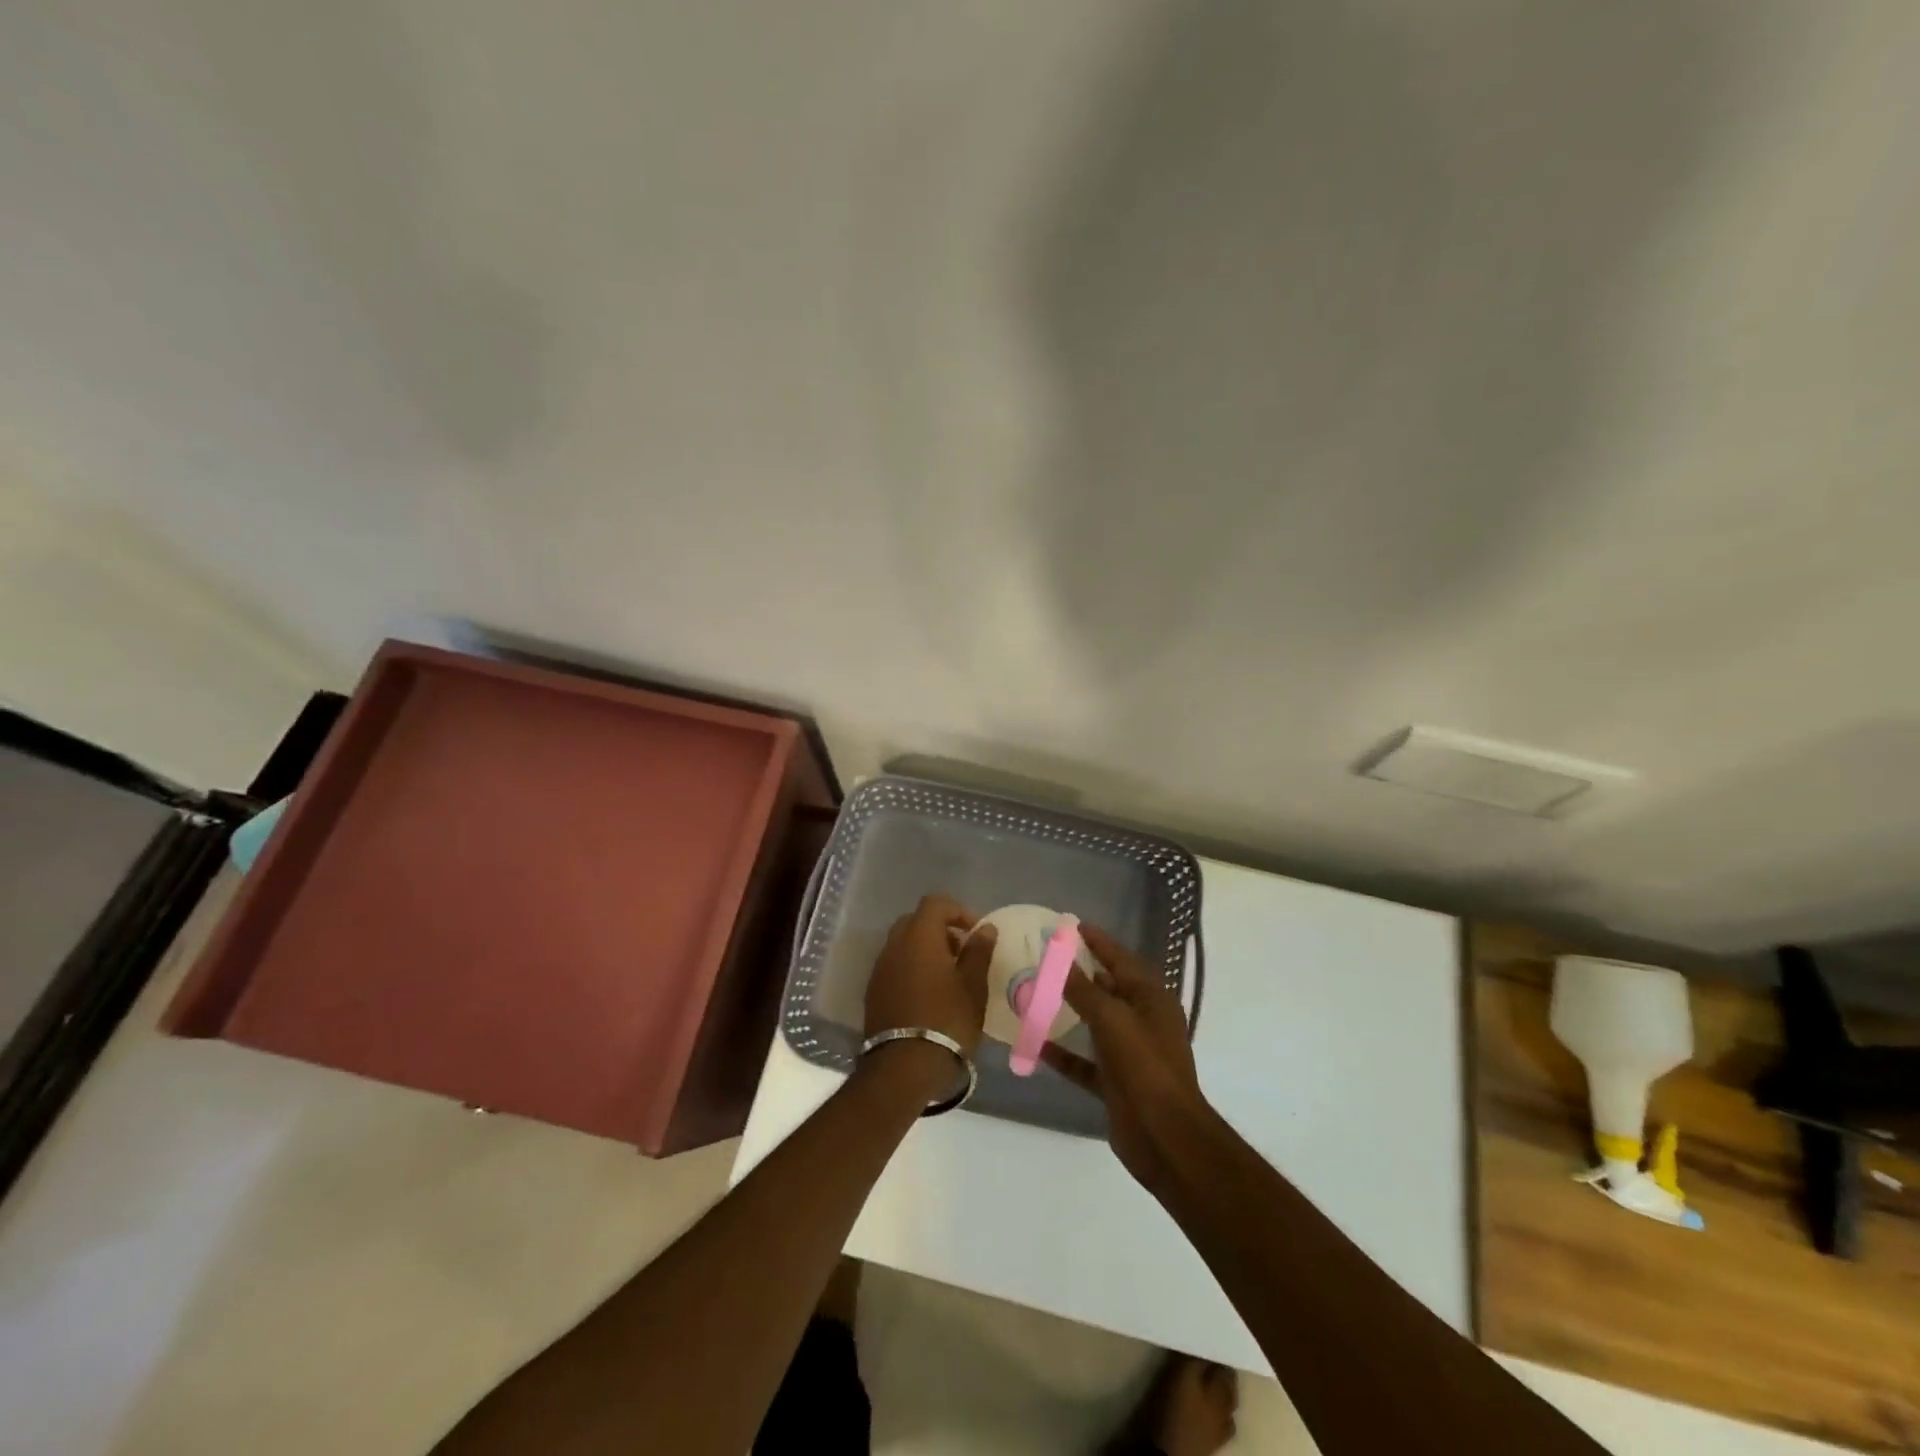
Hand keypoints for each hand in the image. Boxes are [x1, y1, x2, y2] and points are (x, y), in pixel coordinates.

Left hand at [864, 895, 996, 1054]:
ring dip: (925, 950)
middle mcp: (894, 945)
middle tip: (961, 953)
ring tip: (947, 977)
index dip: (958, 911)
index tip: (975, 933)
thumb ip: (979, 951)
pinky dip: (911, 968)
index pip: (935, 903)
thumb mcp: (973, 986)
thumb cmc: (947, 1020)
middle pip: (915, 921)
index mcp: (919, 936)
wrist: (904, 1066)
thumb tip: (985, 929)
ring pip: (903, 944)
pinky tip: (928, 994)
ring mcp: (879, 969)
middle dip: (940, 930)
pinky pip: (894, 966)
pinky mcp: (873, 991)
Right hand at [1040, 924, 1211, 1191]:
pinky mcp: (1115, 1082)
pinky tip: (1036, 1045)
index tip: (1072, 926)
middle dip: (1081, 973)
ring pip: (1095, 1024)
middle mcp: (1143, 1021)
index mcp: (1151, 999)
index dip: (1098, 942)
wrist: (1164, 1136)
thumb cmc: (1143, 1065)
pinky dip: (1063, 1053)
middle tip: (1047, 957)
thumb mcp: (1111, 1019)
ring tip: (1037, 993)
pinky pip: (1084, 1061)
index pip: (1121, 959)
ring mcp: (1130, 1053)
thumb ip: (1083, 989)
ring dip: (1070, 1011)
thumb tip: (1059, 957)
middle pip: (1108, 988)